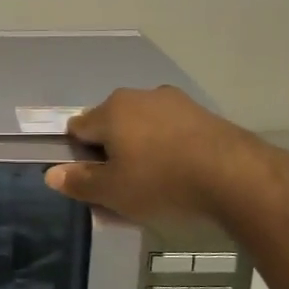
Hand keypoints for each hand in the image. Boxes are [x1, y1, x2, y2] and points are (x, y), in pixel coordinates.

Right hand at [43, 86, 259, 223]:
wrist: (236, 176)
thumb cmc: (162, 182)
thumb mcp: (113, 192)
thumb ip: (79, 182)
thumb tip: (51, 174)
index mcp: (111, 110)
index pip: (78, 128)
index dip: (79, 155)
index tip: (92, 180)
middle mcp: (139, 96)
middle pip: (112, 124)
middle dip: (111, 151)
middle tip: (122, 187)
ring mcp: (174, 102)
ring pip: (143, 126)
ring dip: (141, 149)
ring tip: (155, 183)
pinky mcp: (202, 113)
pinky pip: (171, 130)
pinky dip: (168, 148)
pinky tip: (180, 173)